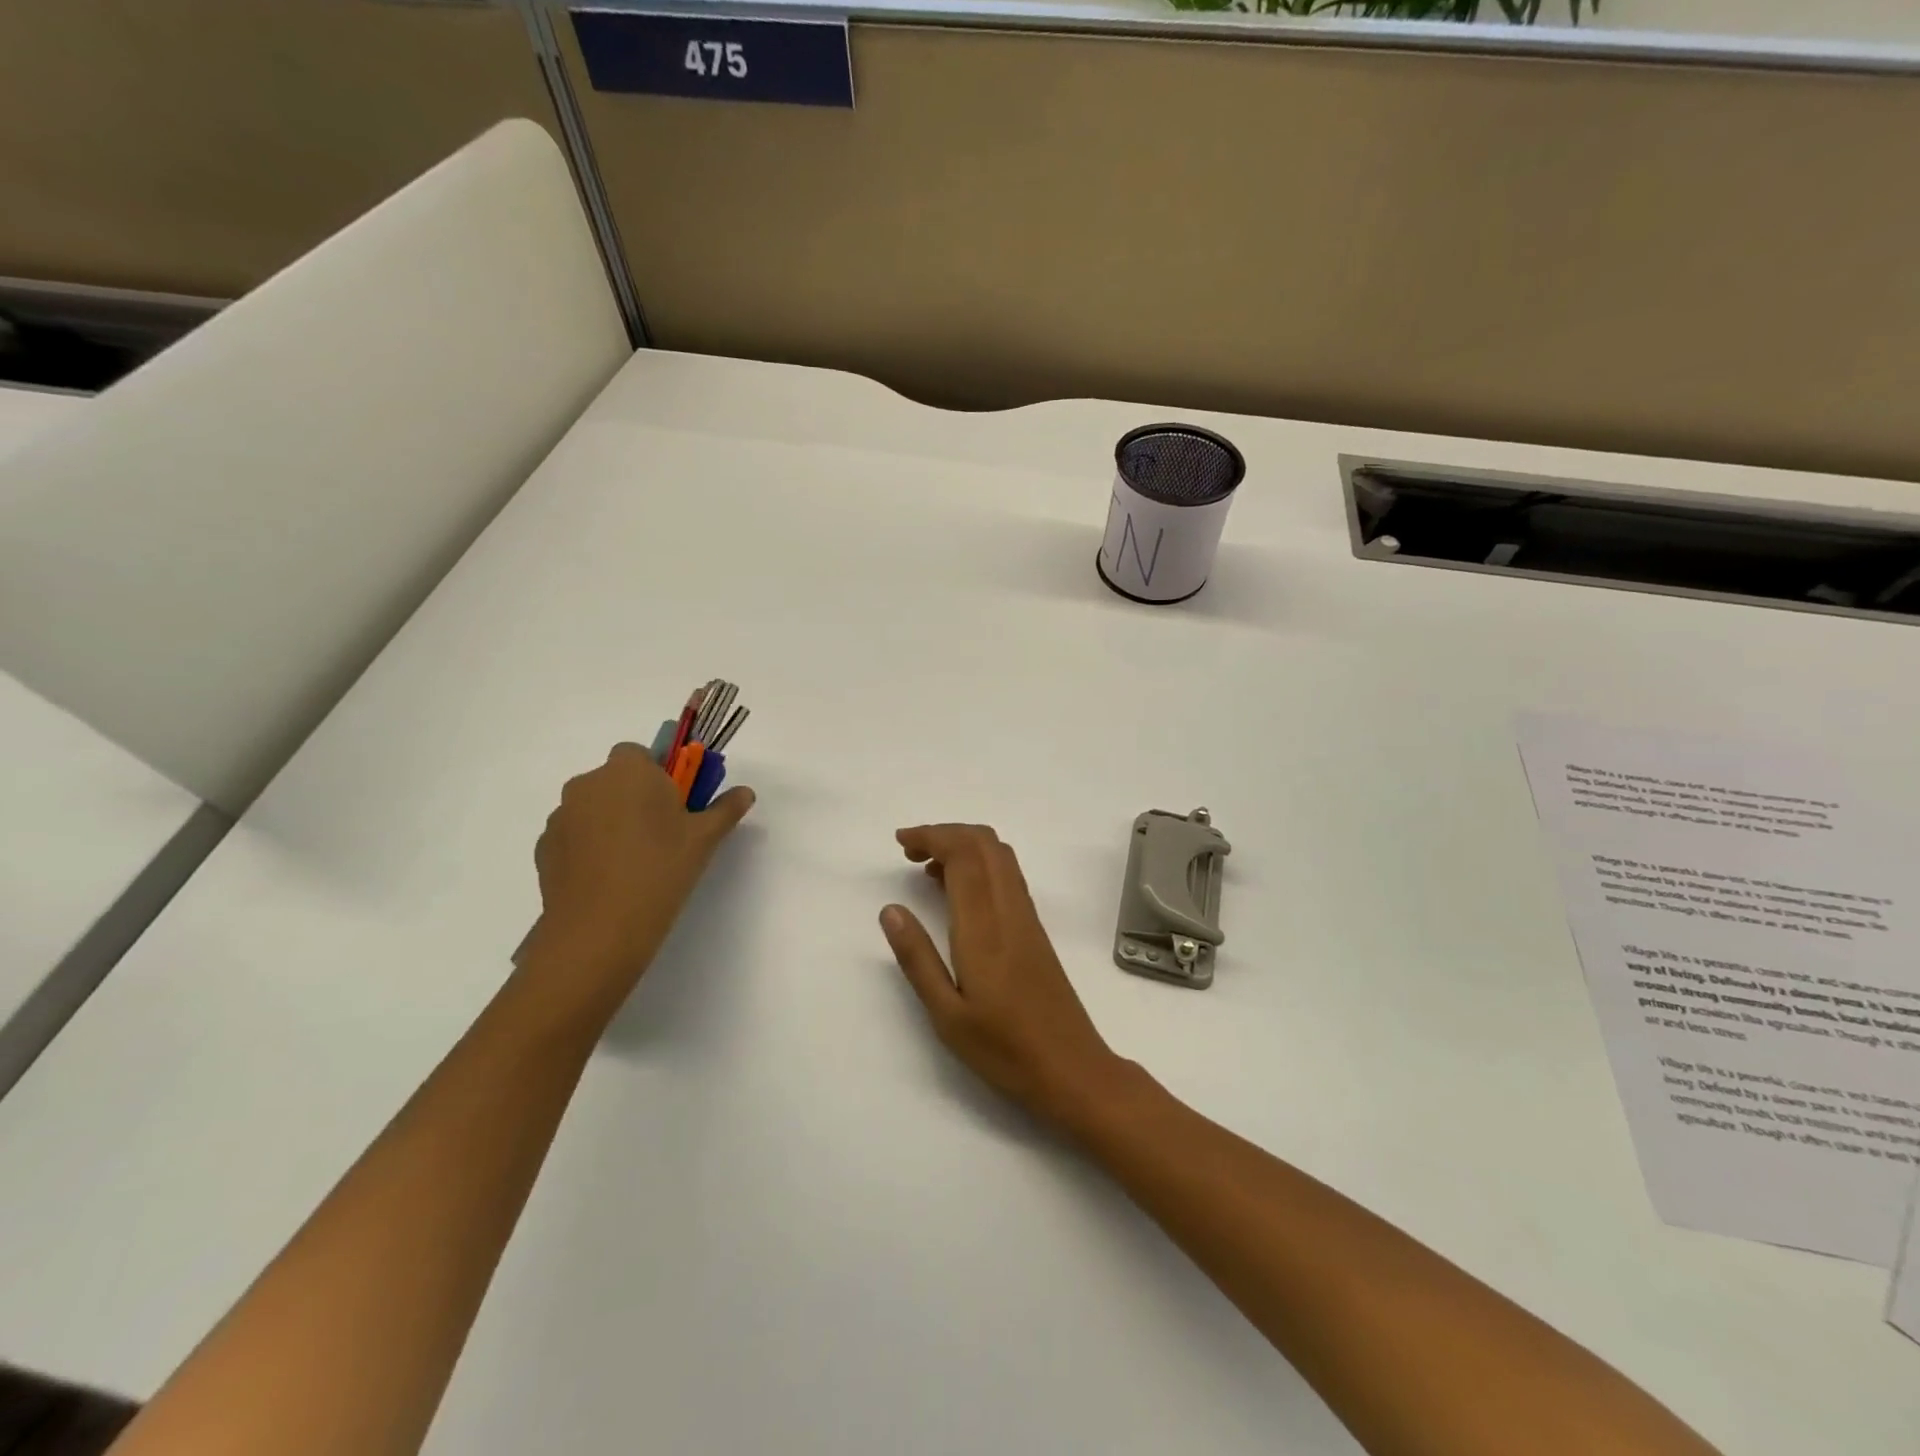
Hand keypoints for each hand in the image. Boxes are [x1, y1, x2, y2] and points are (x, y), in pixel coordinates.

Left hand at [524, 743, 753, 1018]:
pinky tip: (609, 879)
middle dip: (635, 798)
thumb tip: (745, 793)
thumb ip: (725, 809)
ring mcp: (561, 816)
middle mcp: (588, 783)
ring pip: (594, 807)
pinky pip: (575, 835)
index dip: (659, 776)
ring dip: (611, 822)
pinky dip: (590, 847)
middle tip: (662, 835)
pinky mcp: (545, 847)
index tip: (676, 806)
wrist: (599, 930)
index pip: (641, 754)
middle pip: (616, 779)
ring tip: (634, 863)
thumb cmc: (660, 870)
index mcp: (628, 770)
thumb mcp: (704, 839)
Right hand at [881, 824, 1126, 1128]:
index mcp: (984, 927)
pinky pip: (1007, 876)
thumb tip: (890, 910)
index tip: (900, 842)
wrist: (1072, 1069)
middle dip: (945, 833)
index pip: (963, 855)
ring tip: (926, 867)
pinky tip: (958, 893)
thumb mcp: (947, 1015)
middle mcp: (1010, 910)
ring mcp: (1027, 917)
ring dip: (964, 846)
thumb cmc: (1004, 1049)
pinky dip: (979, 865)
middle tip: (909, 850)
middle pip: (984, 843)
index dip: (932, 835)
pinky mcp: (1035, 930)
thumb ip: (918, 958)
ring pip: (1000, 856)